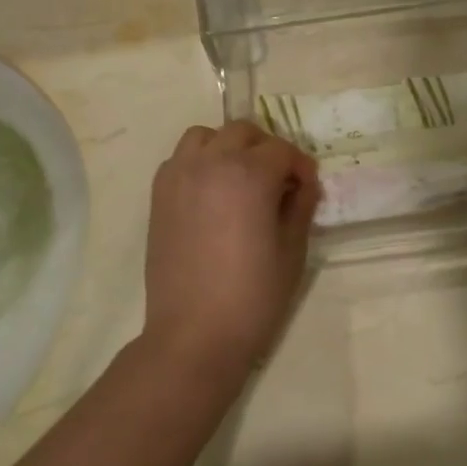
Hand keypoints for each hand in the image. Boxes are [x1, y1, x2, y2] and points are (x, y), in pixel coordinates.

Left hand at [143, 121, 318, 375]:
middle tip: (278, 181)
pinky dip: (199, 162)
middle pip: (243, 132)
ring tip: (240, 179)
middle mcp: (211, 163)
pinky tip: (212, 195)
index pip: (282, 150)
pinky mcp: (159, 196)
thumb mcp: (293, 250)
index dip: (300, 166)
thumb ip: (300, 206)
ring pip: (205, 136)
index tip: (307, 188)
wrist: (195, 334)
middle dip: (266, 149)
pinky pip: (180, 159)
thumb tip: (303, 185)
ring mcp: (179, 177)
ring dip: (228, 147)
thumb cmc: (253, 296)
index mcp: (249, 175)